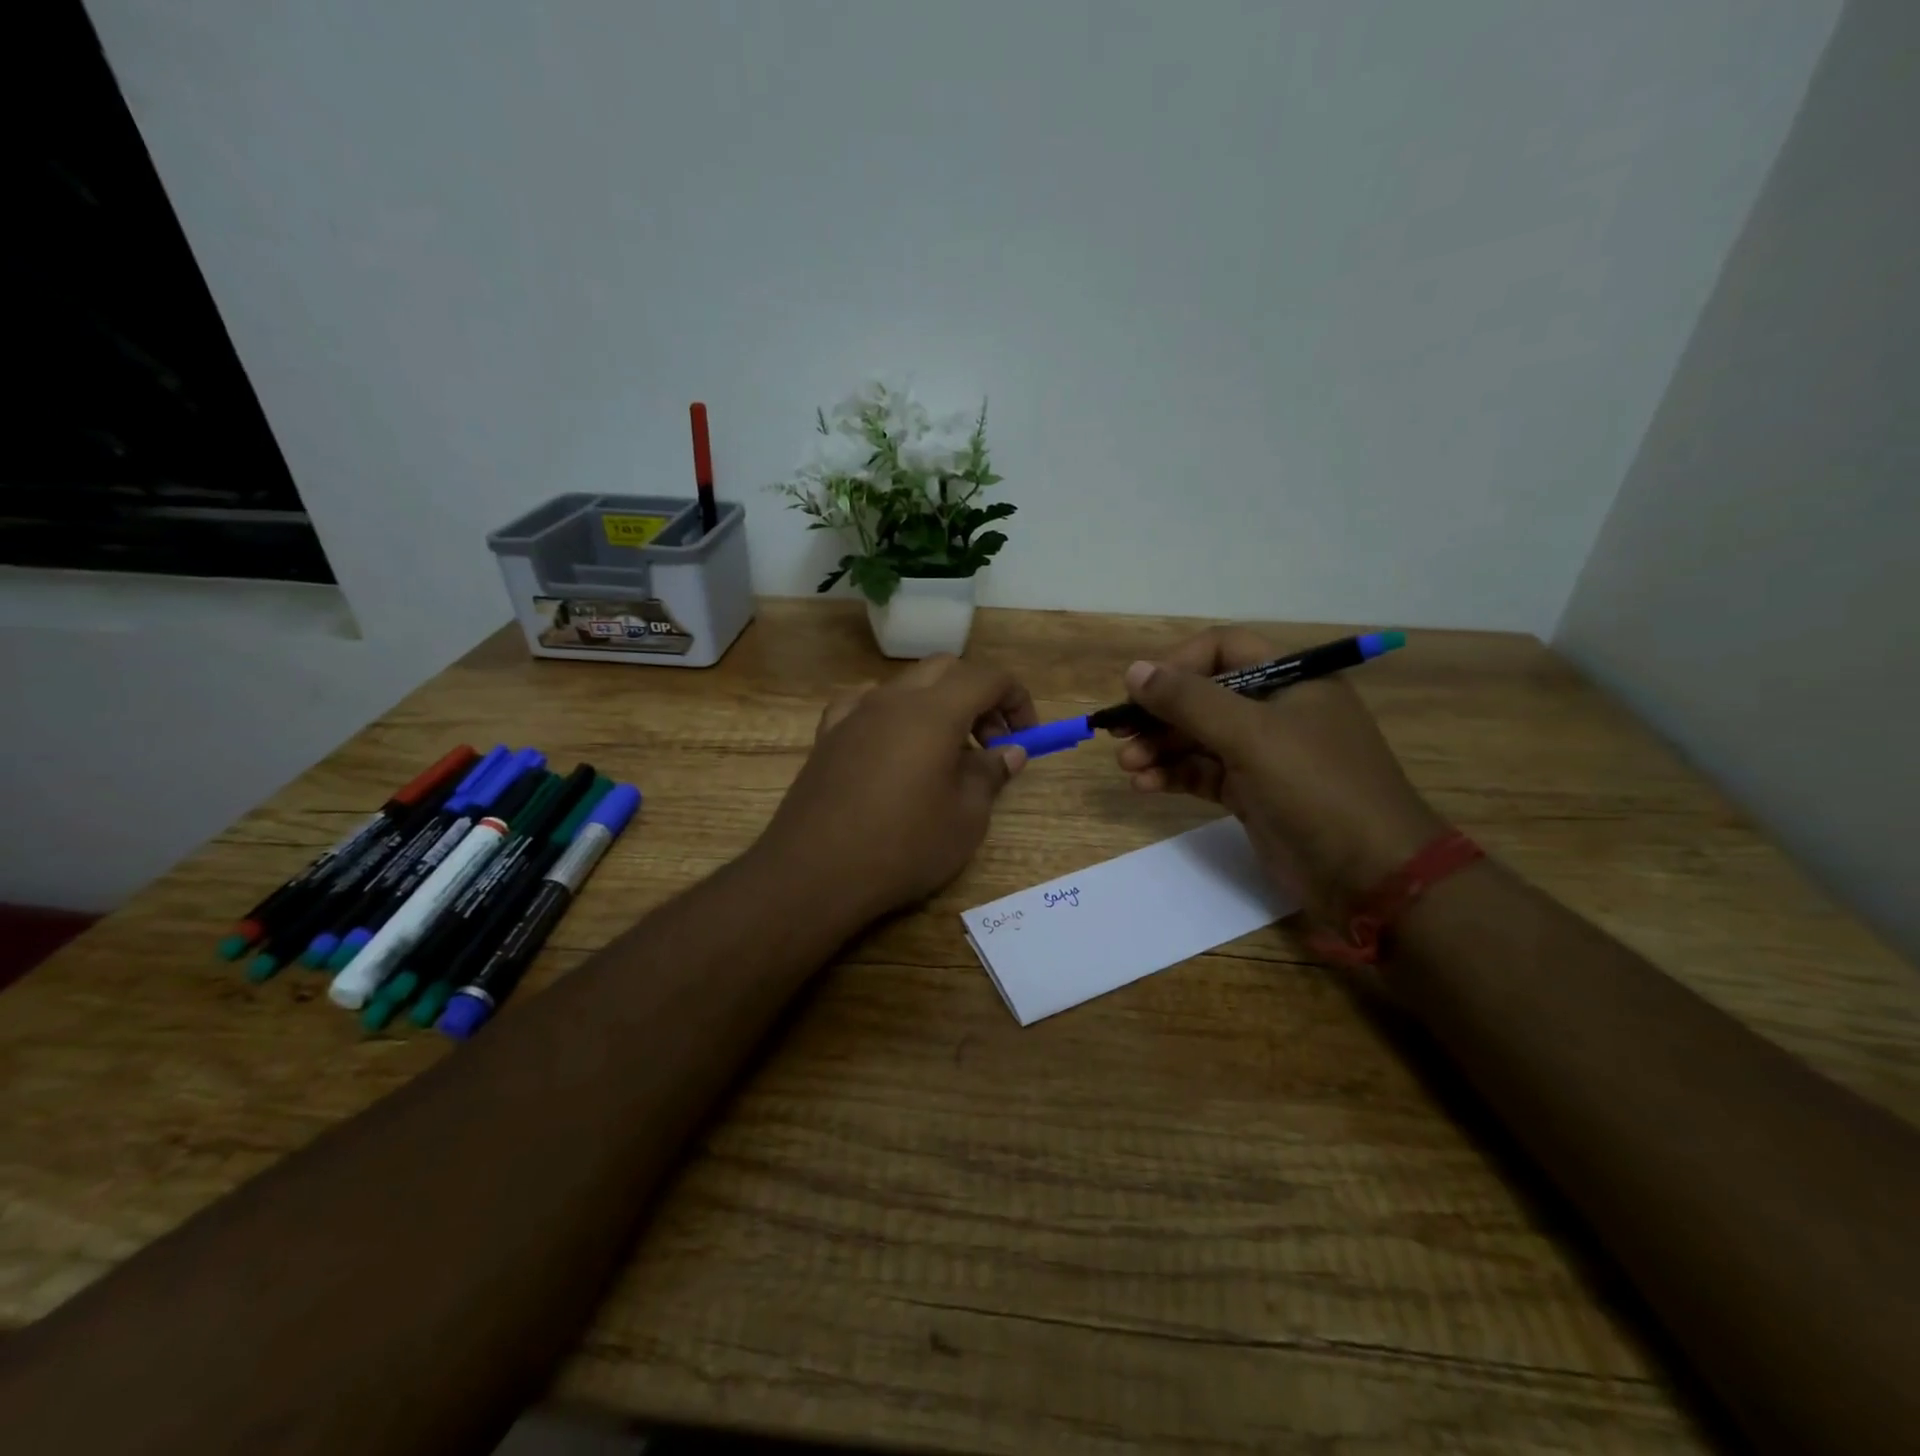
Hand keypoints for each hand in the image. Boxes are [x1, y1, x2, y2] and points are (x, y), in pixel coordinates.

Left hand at [755, 654, 1036, 924]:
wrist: (814, 873)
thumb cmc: (903, 846)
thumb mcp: (965, 818)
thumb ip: (991, 775)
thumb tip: (1009, 752)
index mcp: (934, 711)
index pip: (987, 678)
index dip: (1016, 699)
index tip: (1026, 735)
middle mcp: (892, 700)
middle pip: (946, 671)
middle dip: (978, 697)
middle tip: (991, 742)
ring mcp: (854, 714)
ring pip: (906, 685)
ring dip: (937, 705)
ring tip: (945, 751)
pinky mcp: (827, 736)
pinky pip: (866, 706)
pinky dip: (892, 714)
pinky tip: (892, 745)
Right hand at [1114, 627, 1442, 918]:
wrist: (1372, 877)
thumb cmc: (1316, 789)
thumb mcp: (1251, 736)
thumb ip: (1189, 700)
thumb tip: (1134, 670)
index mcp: (1291, 680)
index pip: (1223, 649)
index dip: (1177, 665)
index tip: (1139, 691)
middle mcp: (1277, 710)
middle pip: (1204, 697)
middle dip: (1159, 714)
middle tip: (1118, 735)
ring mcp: (1265, 755)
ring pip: (1198, 738)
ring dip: (1160, 748)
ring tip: (1128, 766)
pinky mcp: (1253, 794)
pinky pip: (1204, 773)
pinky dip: (1174, 775)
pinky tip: (1146, 785)